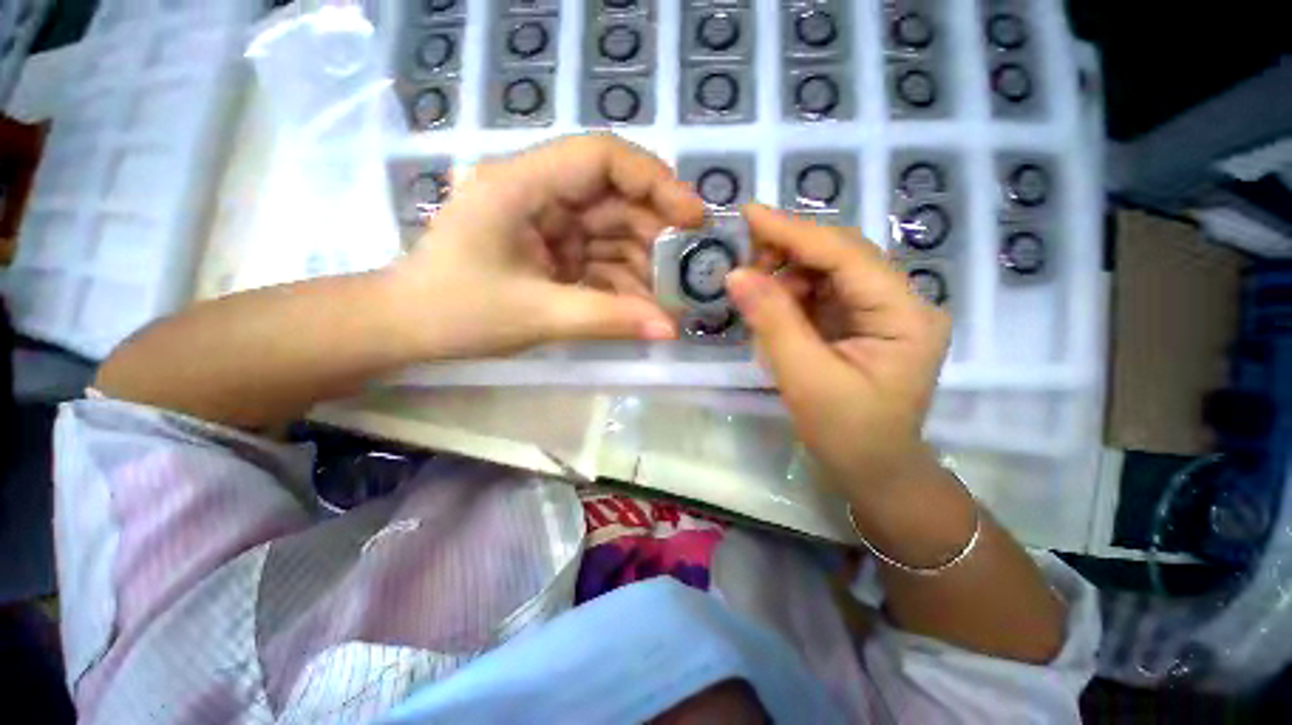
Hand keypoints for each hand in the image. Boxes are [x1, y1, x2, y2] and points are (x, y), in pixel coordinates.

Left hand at [391, 134, 704, 357]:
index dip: (654, 180)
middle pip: (613, 196)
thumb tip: (670, 329)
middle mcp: (537, 193)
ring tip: (655, 303)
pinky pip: (597, 258)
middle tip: (682, 269)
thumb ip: (608, 318)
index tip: (692, 217)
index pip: (601, 157)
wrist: (408, 328)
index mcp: (522, 184)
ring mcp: (545, 222)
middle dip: (651, 233)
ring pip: (610, 232)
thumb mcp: (538, 314)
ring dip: (637, 267)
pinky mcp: (550, 249)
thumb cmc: (457, 313)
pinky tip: (632, 307)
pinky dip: (618, 282)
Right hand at [725, 205, 951, 501]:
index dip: (794, 231)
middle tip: (743, 261)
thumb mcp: (804, 378)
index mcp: (905, 316)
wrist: (873, 470)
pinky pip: (824, 293)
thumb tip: (736, 273)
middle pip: (840, 256)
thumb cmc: (847, 433)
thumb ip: (772, 321)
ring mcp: (883, 311)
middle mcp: (902, 303)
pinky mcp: (862, 323)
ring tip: (754, 290)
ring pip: (829, 271)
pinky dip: (792, 294)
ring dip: (787, 274)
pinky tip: (772, 305)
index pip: (846, 255)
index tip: (748, 213)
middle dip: (789, 252)